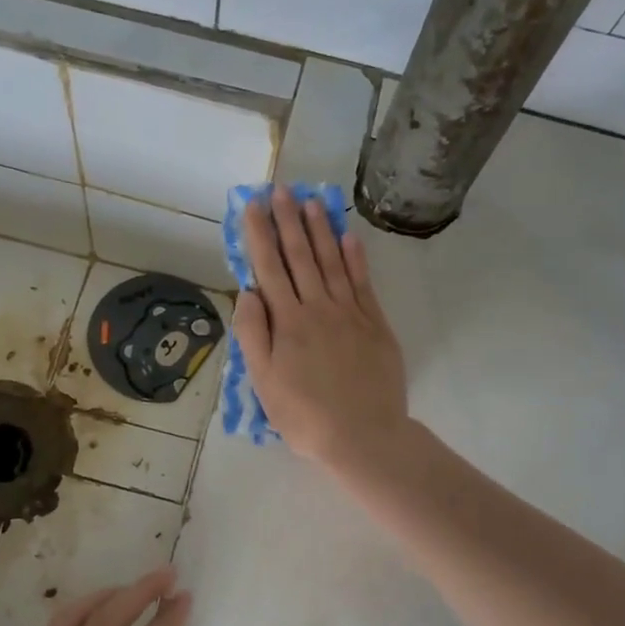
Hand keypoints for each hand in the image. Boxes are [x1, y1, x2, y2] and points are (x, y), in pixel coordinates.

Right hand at [233, 186, 409, 473]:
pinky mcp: (375, 324)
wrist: (364, 436)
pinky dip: (355, 257)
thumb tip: (248, 292)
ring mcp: (351, 313)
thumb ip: (254, 334)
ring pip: (332, 262)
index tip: (252, 205)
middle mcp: (318, 308)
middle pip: (301, 256)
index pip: (269, 268)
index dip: (259, 234)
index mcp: (288, 322)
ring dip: (321, 230)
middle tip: (280, 189)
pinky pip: (363, 282)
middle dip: (288, 220)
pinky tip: (348, 236)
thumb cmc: (305, 416)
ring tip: (312, 200)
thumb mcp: (264, 382)